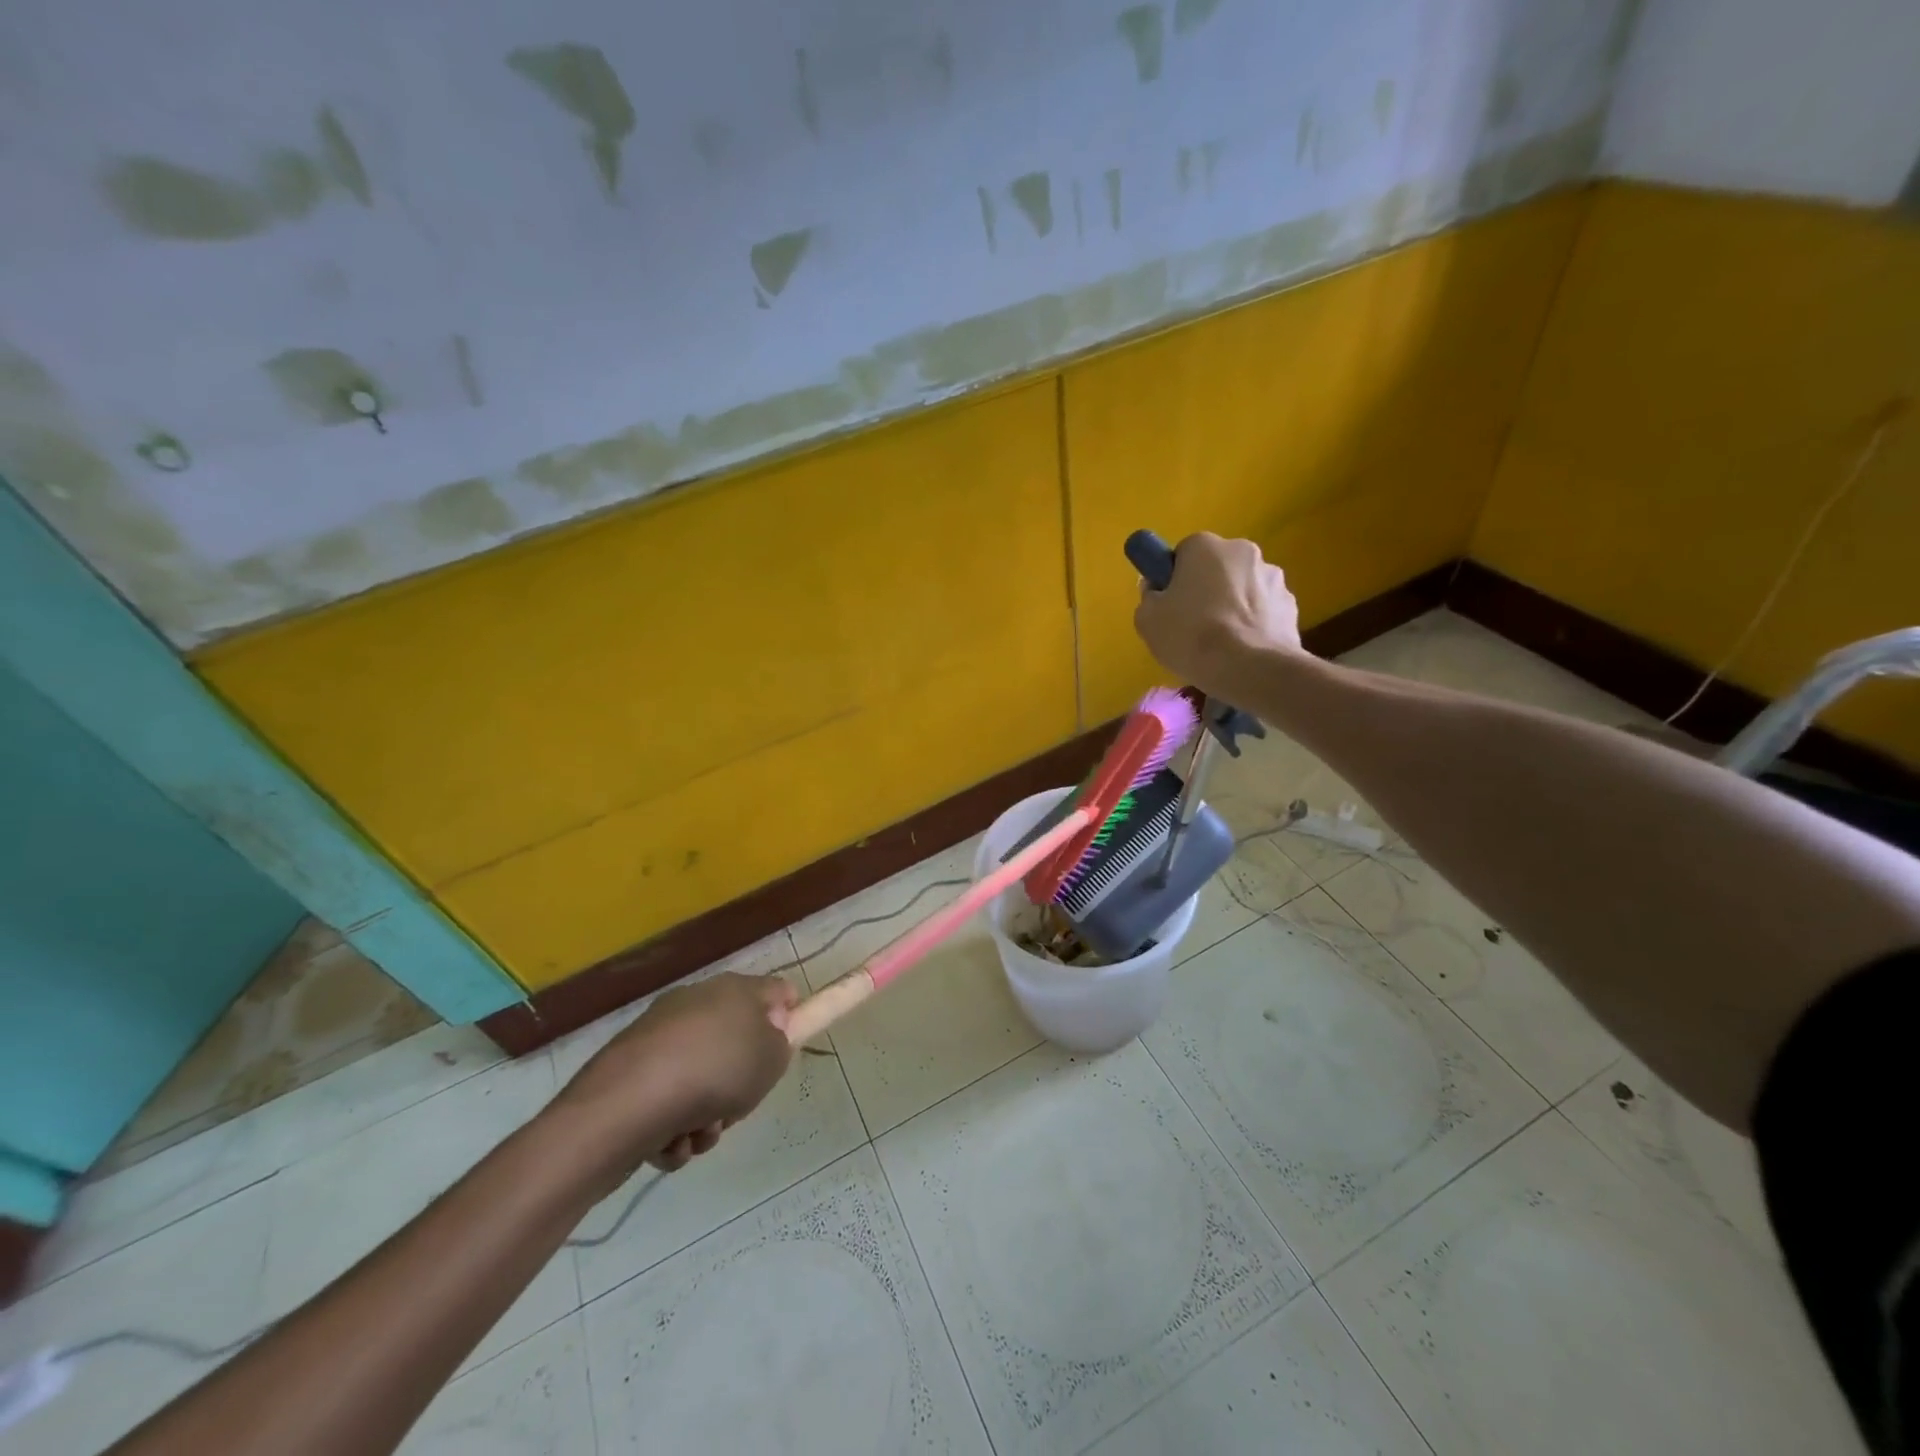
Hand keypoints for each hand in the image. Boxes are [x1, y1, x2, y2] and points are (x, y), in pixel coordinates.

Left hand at [555, 972, 797, 1177]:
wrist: (624, 1108)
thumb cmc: (714, 1072)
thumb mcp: (771, 1058)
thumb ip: (780, 1044)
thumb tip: (766, 1036)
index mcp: (732, 989)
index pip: (775, 992)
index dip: (788, 1019)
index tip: (781, 1054)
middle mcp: (695, 1003)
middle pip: (736, 1041)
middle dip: (740, 1081)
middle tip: (739, 1103)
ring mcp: (658, 1037)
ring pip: (701, 1078)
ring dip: (706, 1114)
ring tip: (698, 1135)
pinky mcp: (628, 1073)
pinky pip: (667, 1101)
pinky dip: (672, 1127)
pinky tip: (669, 1144)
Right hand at [1133, 532, 1302, 692]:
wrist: (1249, 668)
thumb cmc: (1191, 636)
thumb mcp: (1148, 620)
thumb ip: (1148, 597)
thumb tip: (1157, 589)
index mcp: (1205, 546)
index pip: (1183, 552)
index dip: (1174, 577)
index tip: (1169, 602)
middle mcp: (1243, 551)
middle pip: (1217, 567)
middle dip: (1207, 589)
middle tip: (1192, 624)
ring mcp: (1273, 577)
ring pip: (1243, 588)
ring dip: (1233, 606)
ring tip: (1221, 643)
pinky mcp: (1291, 605)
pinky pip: (1264, 610)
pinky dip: (1254, 624)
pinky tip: (1243, 649)